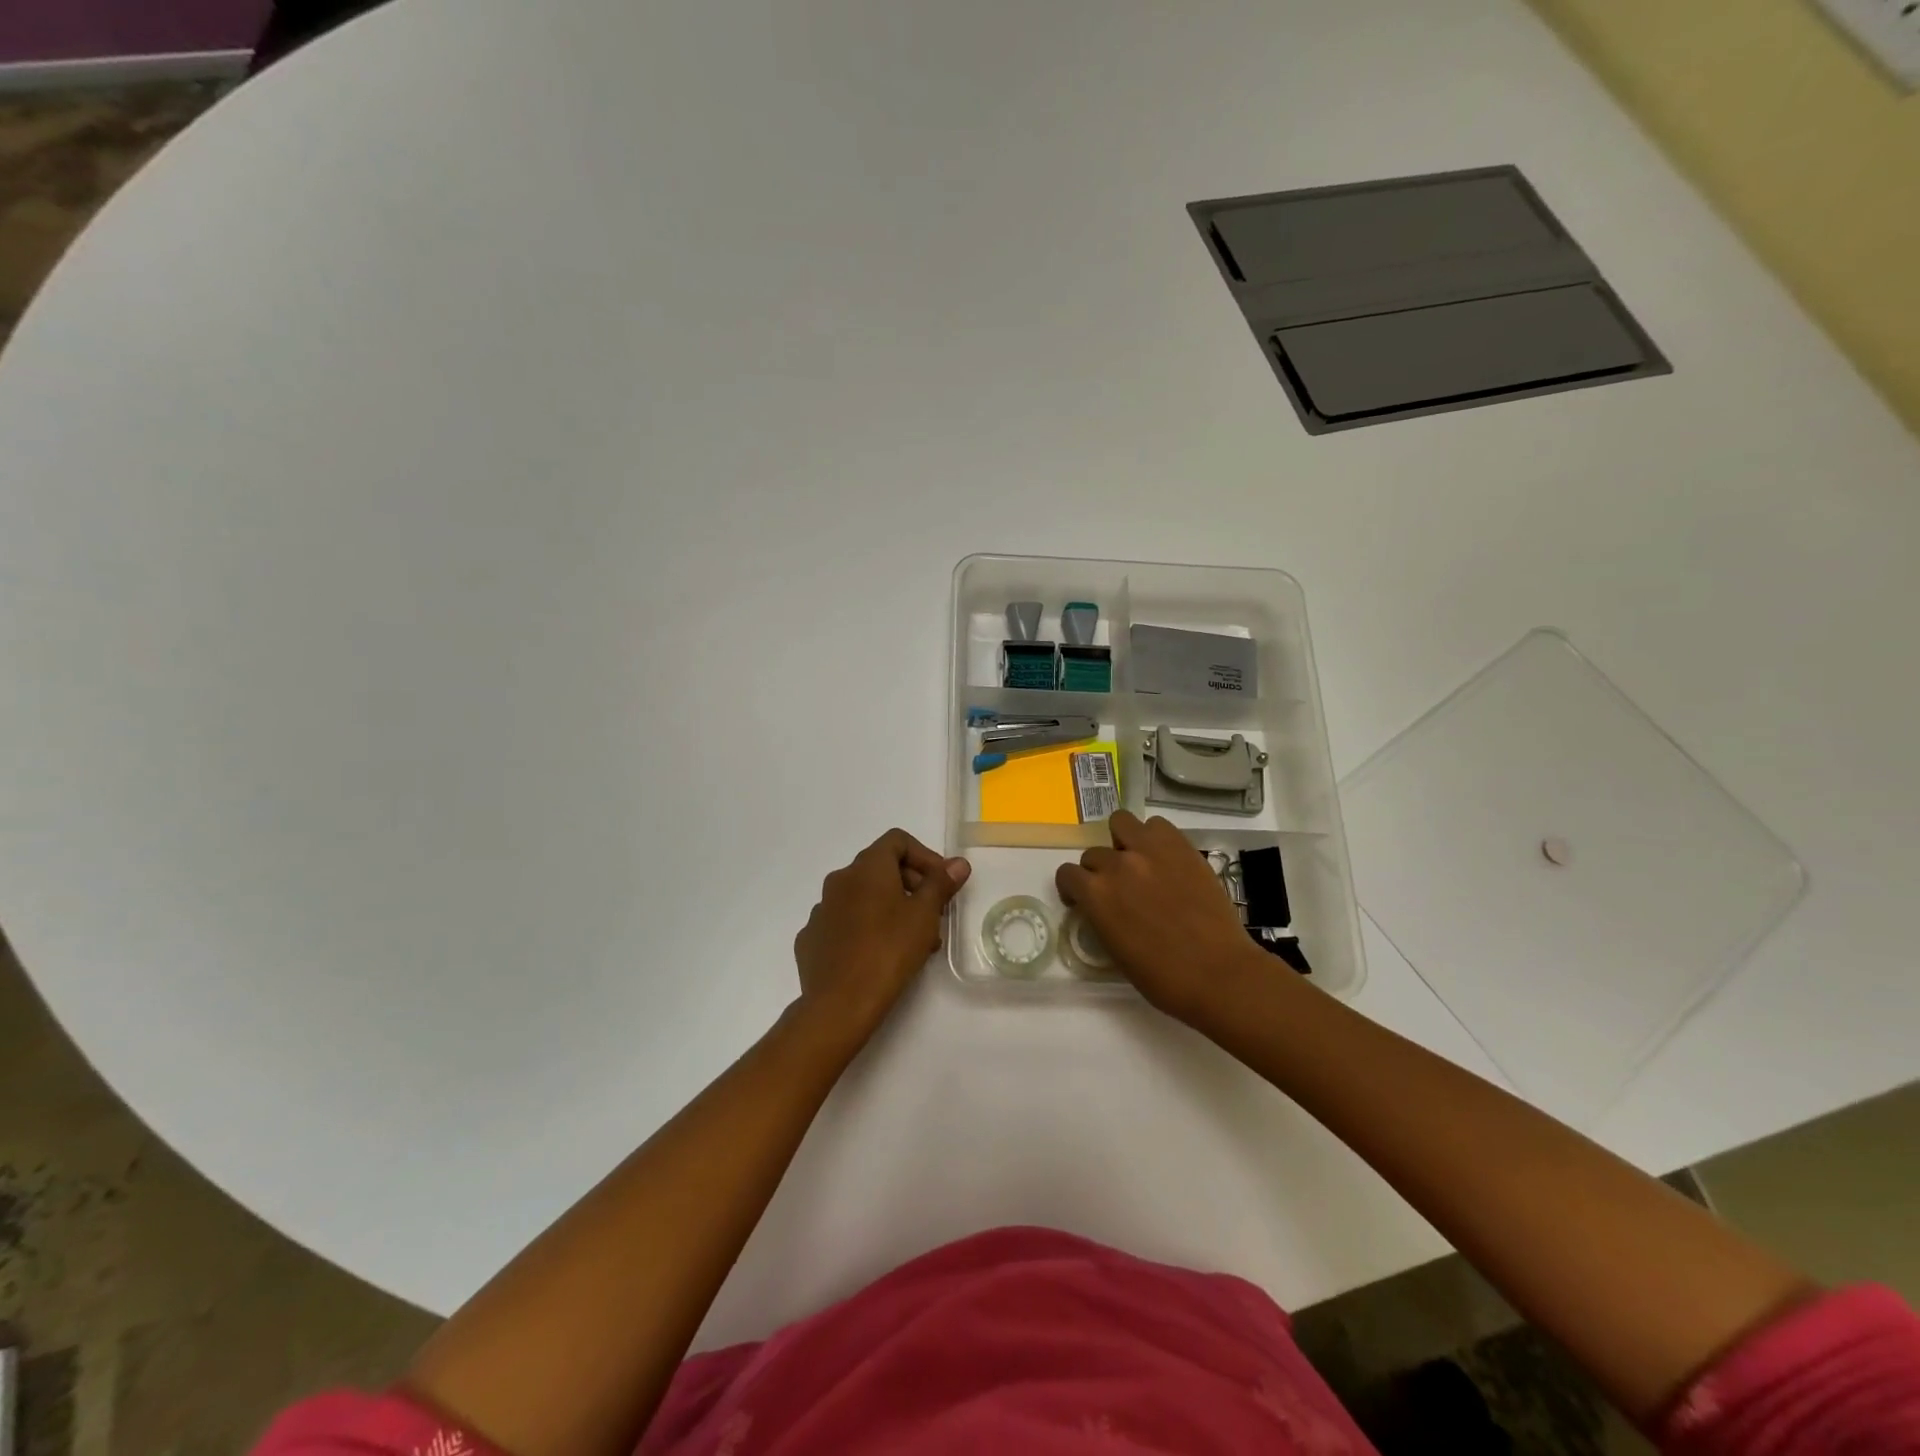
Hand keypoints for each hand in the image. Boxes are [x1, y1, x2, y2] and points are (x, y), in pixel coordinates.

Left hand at [793, 829, 970, 1044]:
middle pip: (880, 868)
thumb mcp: (925, 915)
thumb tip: (958, 863)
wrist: (839, 1004)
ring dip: (890, 909)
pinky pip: (844, 923)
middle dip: (911, 885)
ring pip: (863, 898)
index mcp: (866, 868)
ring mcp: (821, 910)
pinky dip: (865, 929)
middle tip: (933, 915)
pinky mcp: (812, 939)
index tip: (941, 884)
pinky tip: (878, 955)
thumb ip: (941, 884)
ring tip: (912, 941)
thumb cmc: (889, 950)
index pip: (897, 841)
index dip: (924, 856)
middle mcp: (839, 880)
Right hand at [1055, 811, 1265, 1022]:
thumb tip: (1102, 907)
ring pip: (1121, 822)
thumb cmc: (1163, 978)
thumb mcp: (1115, 951)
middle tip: (1118, 888)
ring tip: (1138, 860)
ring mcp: (1150, 850)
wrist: (1218, 973)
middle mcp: (1117, 864)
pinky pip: (1157, 825)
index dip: (1073, 888)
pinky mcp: (1180, 846)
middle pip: (1093, 853)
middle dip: (1100, 871)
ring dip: (1123, 841)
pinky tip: (1164, 858)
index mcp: (1096, 894)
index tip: (1083, 900)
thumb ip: (1101, 917)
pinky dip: (1154, 837)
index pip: (1067, 874)